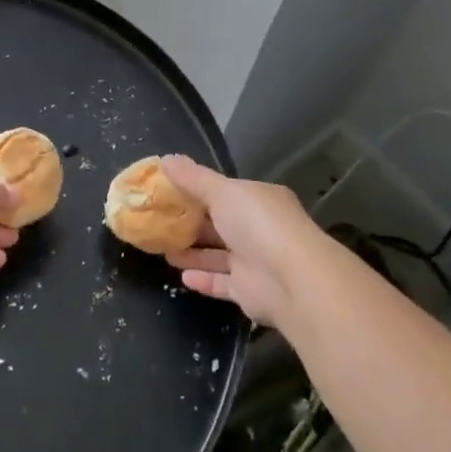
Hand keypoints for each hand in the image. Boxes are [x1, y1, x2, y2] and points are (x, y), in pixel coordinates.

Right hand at [162, 156, 323, 328]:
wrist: (291, 280)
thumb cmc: (256, 224)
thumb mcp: (221, 191)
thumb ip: (193, 178)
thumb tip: (165, 159)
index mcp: (258, 199)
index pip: (225, 192)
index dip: (197, 191)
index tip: (169, 192)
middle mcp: (259, 228)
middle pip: (220, 224)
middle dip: (192, 224)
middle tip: (160, 222)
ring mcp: (256, 261)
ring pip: (219, 255)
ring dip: (193, 253)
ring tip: (164, 249)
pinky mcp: (250, 292)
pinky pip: (222, 283)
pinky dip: (204, 279)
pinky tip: (182, 276)